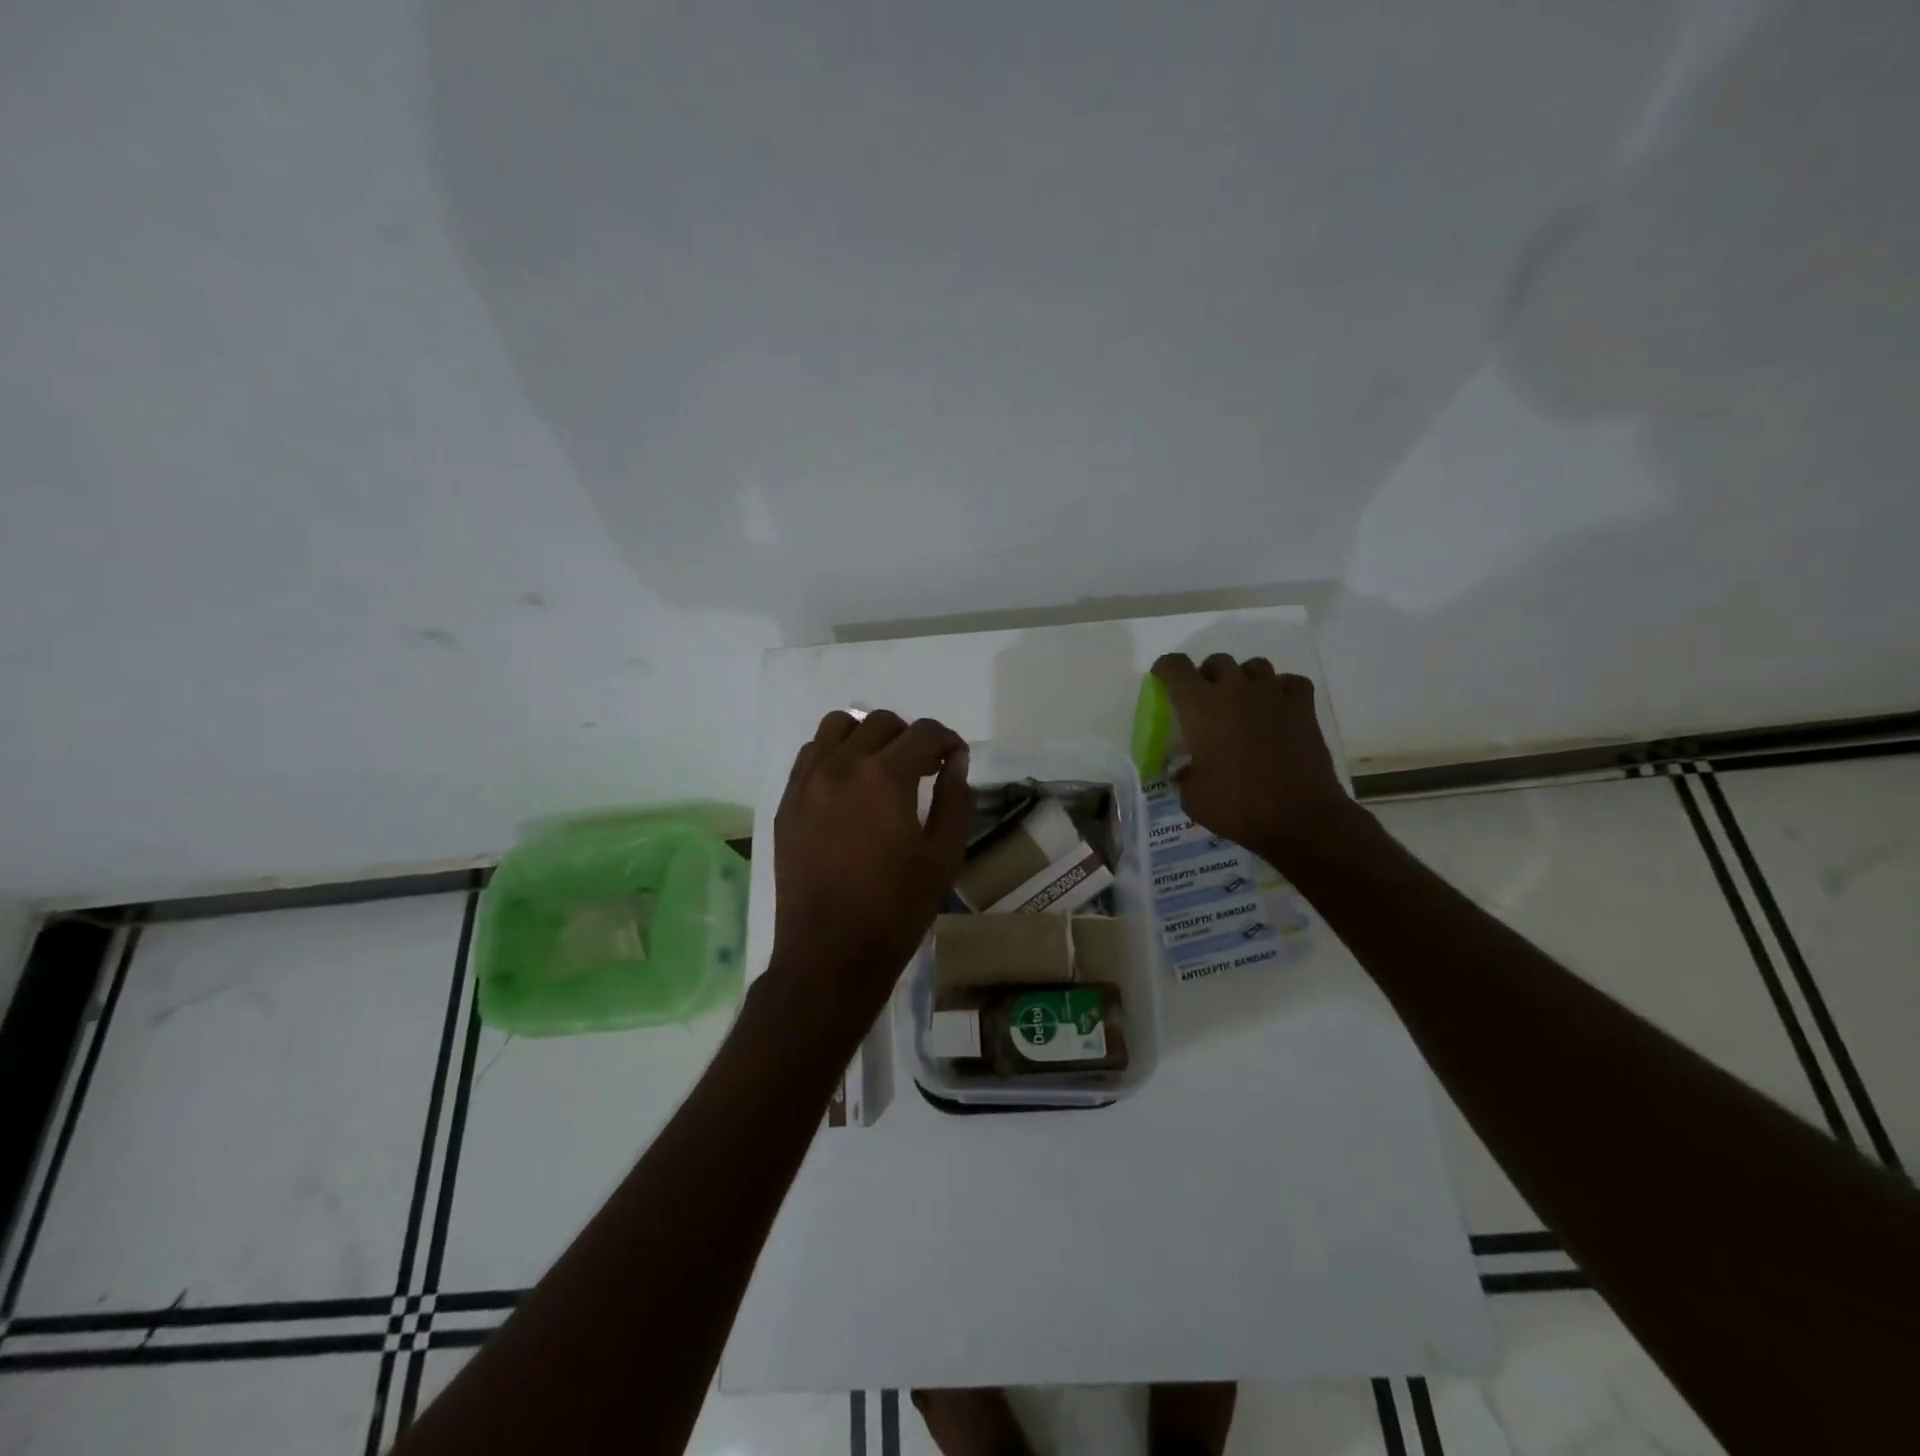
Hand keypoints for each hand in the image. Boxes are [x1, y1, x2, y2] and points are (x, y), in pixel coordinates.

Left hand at [770, 709, 971, 1016]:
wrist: (831, 953)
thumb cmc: (896, 909)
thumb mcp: (944, 856)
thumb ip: (956, 799)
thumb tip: (955, 762)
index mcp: (885, 778)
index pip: (924, 733)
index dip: (948, 741)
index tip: (955, 759)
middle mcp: (841, 766)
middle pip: (881, 722)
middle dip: (911, 737)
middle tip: (924, 769)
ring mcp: (807, 782)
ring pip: (838, 726)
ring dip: (868, 736)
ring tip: (882, 768)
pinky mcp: (788, 802)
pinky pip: (810, 754)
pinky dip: (834, 754)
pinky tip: (848, 785)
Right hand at [1150, 654, 1358, 875]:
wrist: (1299, 818)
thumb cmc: (1236, 806)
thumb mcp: (1192, 797)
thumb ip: (1184, 775)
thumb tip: (1184, 771)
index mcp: (1200, 706)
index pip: (1175, 667)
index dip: (1165, 669)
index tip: (1163, 681)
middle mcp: (1234, 690)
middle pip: (1217, 662)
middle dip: (1207, 677)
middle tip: (1206, 703)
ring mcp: (1272, 694)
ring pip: (1254, 666)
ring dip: (1244, 680)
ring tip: (1243, 703)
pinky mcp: (1303, 707)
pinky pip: (1289, 682)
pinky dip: (1281, 690)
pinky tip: (1277, 708)